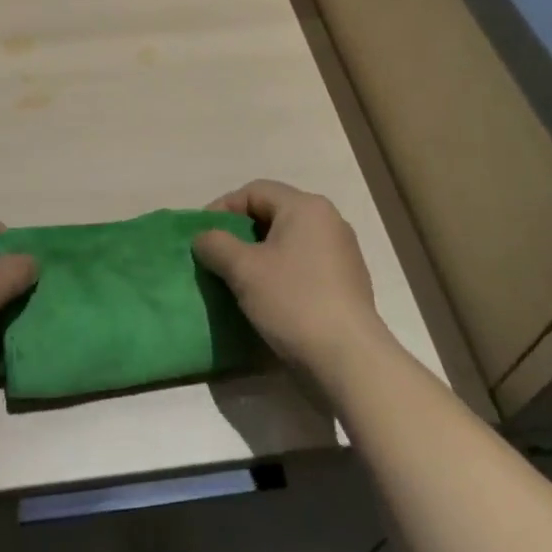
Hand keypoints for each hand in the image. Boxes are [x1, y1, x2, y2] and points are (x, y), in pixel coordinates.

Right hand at [193, 180, 386, 381]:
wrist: (349, 360)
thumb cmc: (294, 301)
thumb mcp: (243, 269)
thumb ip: (216, 244)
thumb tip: (204, 238)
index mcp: (306, 207)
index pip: (254, 191)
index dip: (223, 208)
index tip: (202, 235)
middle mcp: (329, 221)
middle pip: (273, 213)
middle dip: (240, 233)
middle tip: (216, 256)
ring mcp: (342, 253)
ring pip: (288, 241)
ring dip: (259, 255)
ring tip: (236, 279)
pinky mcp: (346, 283)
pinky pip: (304, 265)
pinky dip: (281, 272)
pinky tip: (266, 297)